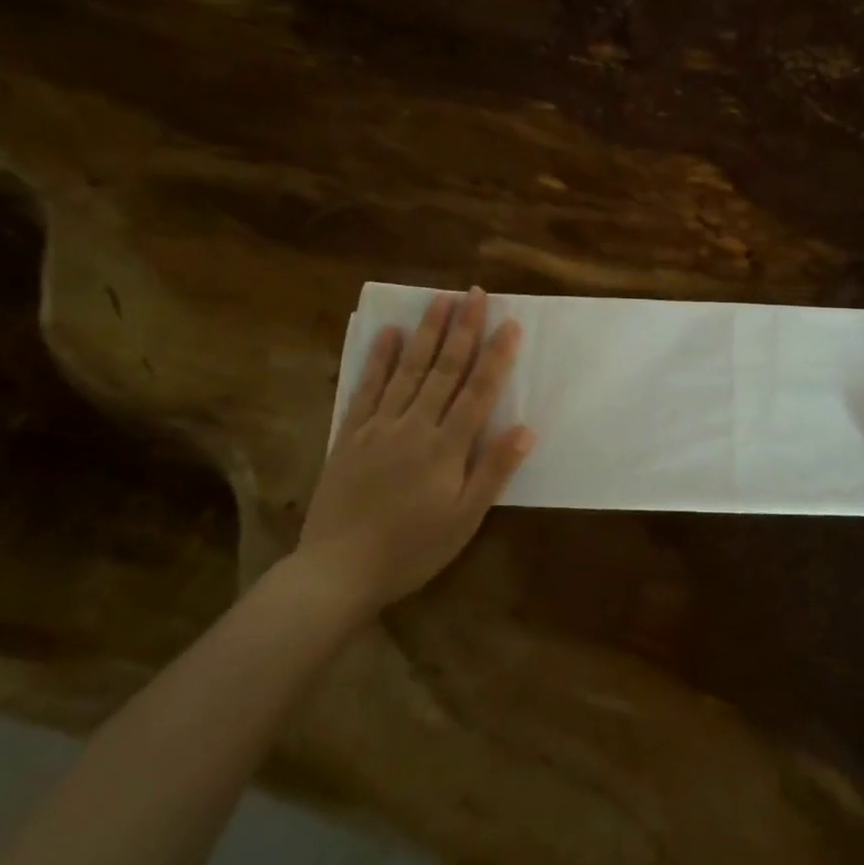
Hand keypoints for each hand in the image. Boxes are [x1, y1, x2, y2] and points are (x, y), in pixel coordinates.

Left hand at [297, 288, 533, 616]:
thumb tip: (525, 428)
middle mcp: (414, 425)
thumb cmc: (411, 549)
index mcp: (446, 447)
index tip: (510, 323)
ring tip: (439, 299)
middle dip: (462, 329)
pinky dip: (379, 358)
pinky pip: (367, 388)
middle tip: (474, 293)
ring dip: (426, 332)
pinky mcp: (351, 434)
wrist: (337, 571)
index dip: (496, 355)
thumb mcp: (464, 520)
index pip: (478, 391)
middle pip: (444, 369)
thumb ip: (493, 471)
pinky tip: (388, 333)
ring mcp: (379, 426)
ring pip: (408, 369)